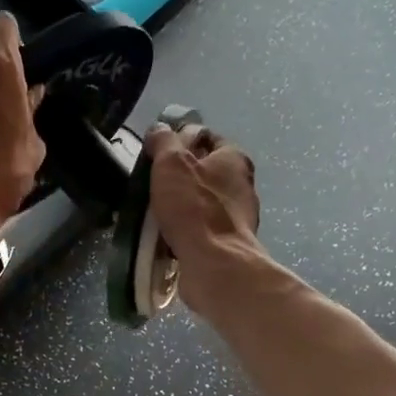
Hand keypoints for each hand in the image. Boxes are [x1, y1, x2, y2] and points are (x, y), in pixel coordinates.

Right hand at [145, 122, 261, 308]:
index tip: (158, 154)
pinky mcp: (229, 243)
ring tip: (154, 214)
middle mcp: (242, 184)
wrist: (215, 264)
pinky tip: (166, 237)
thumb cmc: (194, 208)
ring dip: (180, 206)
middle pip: (204, 171)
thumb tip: (158, 130)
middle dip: (178, 177)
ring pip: (201, 202)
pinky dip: (185, 230)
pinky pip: (201, 229)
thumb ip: (163, 141)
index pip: (206, 137)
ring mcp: (238, 217)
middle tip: (152, 184)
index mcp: (234, 158)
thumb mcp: (170, 163)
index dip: (180, 140)